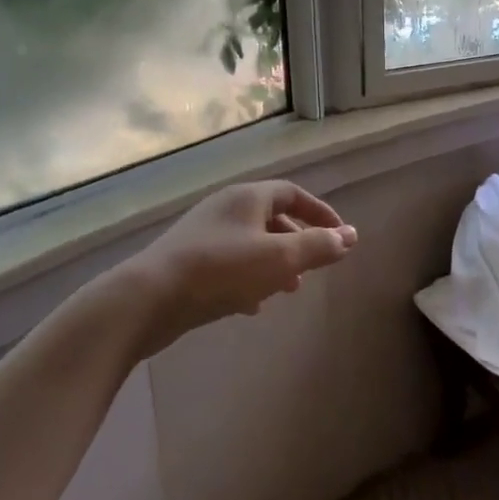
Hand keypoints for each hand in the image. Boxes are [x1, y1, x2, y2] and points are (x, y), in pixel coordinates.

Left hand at [128, 181, 356, 356]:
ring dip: (274, 263)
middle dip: (297, 241)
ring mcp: (203, 234)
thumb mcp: (279, 259)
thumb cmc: (221, 271)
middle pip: (271, 217)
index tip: (340, 235)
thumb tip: (351, 236)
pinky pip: (229, 264)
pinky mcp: (187, 262)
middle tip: (313, 267)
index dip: (320, 212)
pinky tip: (252, 306)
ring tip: (288, 290)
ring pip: (251, 243)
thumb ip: (318, 246)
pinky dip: (249, 278)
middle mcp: (225, 208)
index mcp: (247, 198)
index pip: (292, 193)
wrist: (147, 299)